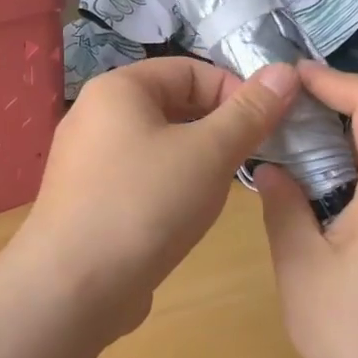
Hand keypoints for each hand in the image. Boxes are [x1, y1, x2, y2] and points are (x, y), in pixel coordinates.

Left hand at [12, 57, 299, 336]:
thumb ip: (249, 112)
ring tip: (220, 191)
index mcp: (117, 88)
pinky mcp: (85, 199)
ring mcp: (85, 160)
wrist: (72, 287)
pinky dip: (167, 186)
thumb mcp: (209, 153)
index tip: (267, 128)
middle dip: (217, 128)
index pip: (190, 70)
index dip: (235, 92)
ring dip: (195, 160)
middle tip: (250, 160)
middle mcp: (94, 115)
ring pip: (156, 144)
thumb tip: (285, 70)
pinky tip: (183, 217)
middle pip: (171, 105)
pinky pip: (138, 177)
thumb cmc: (145, 203)